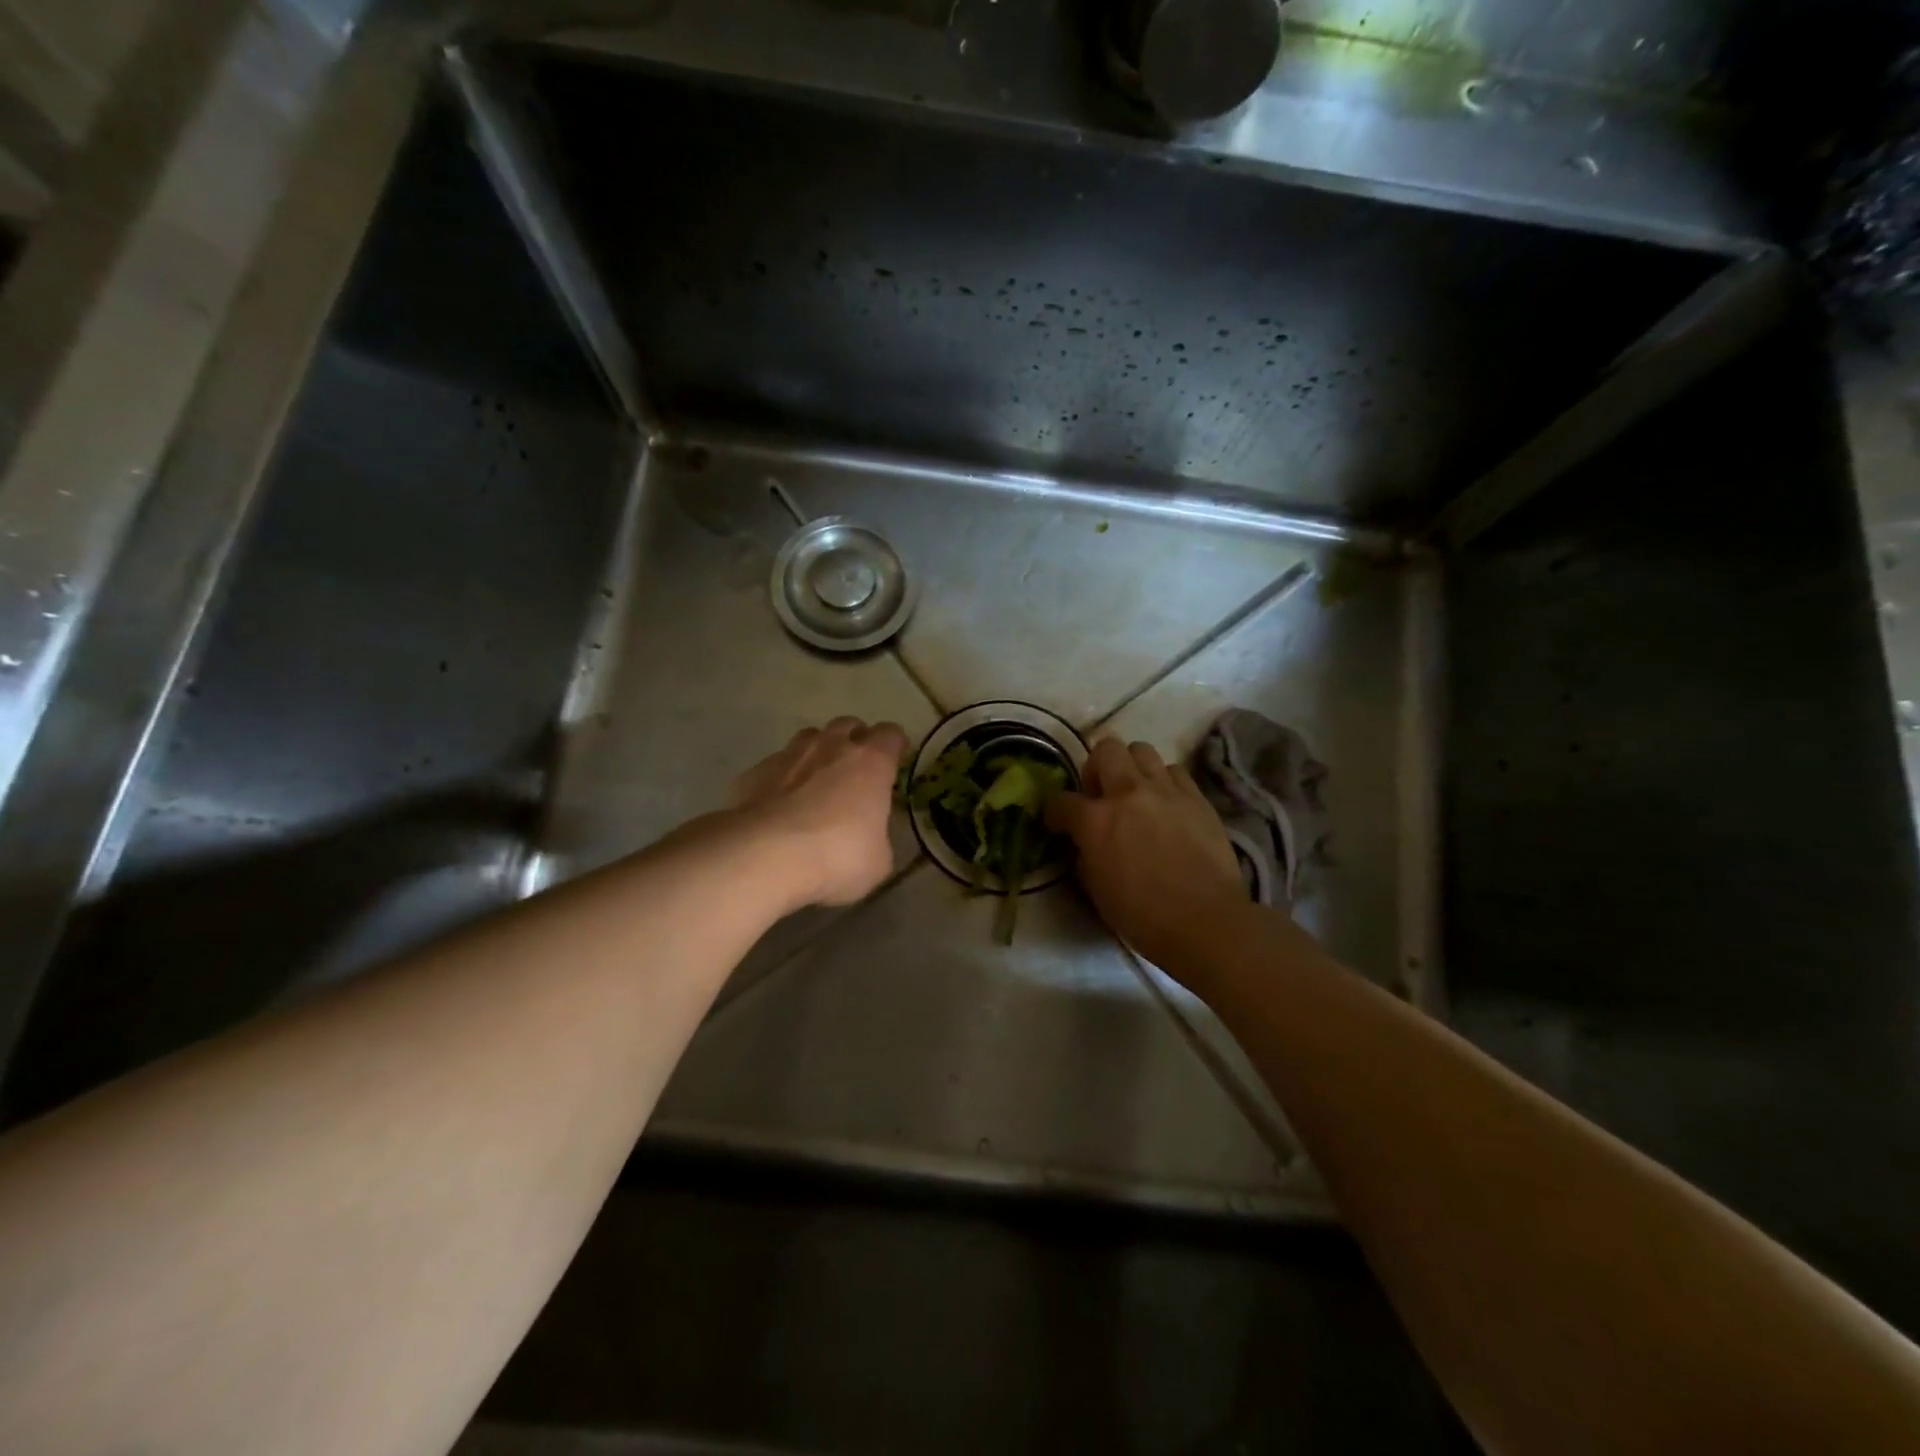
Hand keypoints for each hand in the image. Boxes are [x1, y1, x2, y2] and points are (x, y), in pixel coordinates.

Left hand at [729, 717, 910, 908]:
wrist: (765, 855)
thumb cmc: (837, 855)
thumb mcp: (878, 860)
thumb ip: (878, 839)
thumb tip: (870, 838)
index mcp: (871, 762)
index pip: (891, 735)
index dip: (895, 746)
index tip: (895, 761)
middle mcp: (832, 747)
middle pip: (849, 725)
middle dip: (855, 741)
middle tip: (856, 770)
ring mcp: (790, 755)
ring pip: (810, 738)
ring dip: (818, 752)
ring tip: (817, 781)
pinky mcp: (755, 772)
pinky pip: (776, 765)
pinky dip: (783, 778)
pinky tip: (780, 804)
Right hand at [1047, 737, 1247, 968]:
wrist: (1206, 922)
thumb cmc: (1143, 916)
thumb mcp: (1096, 889)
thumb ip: (1086, 854)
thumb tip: (1086, 842)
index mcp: (1096, 821)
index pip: (1061, 801)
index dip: (1055, 812)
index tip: (1059, 822)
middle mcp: (1128, 793)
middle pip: (1105, 749)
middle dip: (1096, 767)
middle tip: (1101, 794)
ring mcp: (1166, 791)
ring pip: (1142, 750)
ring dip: (1132, 768)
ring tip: (1136, 794)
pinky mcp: (1197, 798)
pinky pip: (1175, 771)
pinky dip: (1165, 782)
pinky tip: (1167, 804)